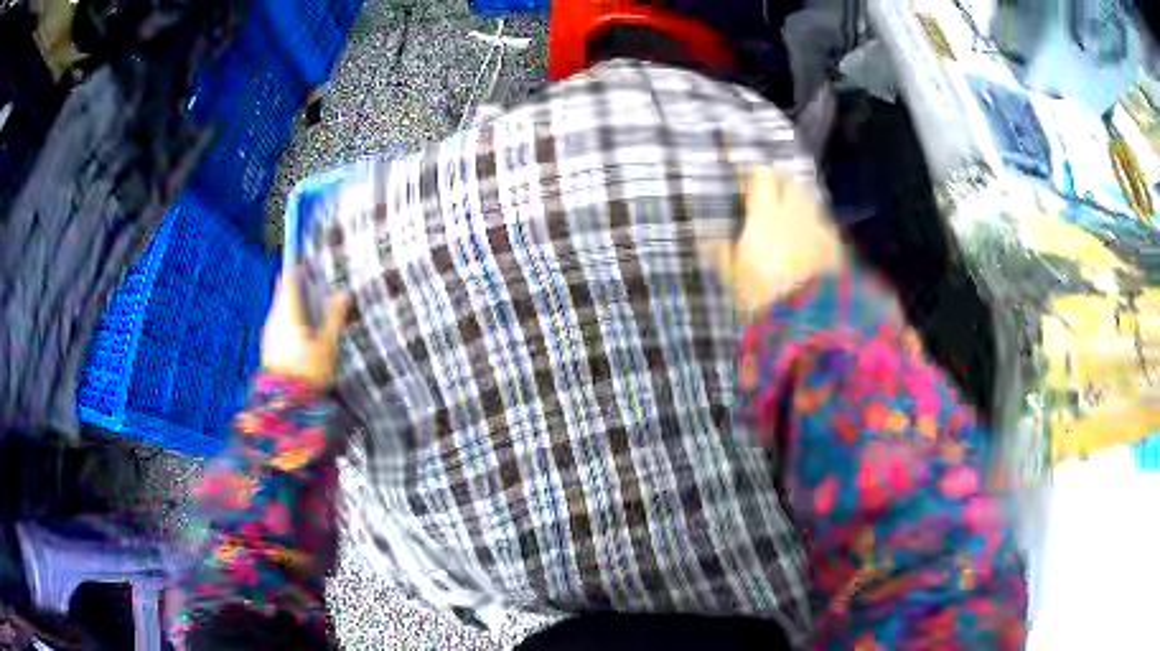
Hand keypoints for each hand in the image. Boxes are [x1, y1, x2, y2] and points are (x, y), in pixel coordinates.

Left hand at [260, 267, 352, 389]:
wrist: (286, 406)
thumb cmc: (308, 373)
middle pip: (282, 295)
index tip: (304, 263)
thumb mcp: (328, 345)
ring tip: (308, 311)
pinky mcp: (268, 349)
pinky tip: (299, 333)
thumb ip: (335, 317)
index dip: (295, 269)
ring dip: (291, 306)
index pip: (288, 281)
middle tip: (310, 287)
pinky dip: (287, 321)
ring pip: (279, 310)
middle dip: (294, 288)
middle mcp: (273, 319)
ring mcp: (268, 335)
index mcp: (287, 313)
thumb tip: (344, 293)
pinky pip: (277, 325)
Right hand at [706, 166, 842, 313]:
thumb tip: (710, 241)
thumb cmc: (764, 297)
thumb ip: (723, 255)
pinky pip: (826, 227)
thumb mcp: (734, 280)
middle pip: (792, 183)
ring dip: (802, 205)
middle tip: (772, 196)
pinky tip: (812, 241)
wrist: (809, 320)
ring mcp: (821, 228)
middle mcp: (796, 212)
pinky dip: (817, 228)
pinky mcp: (838, 247)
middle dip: (782, 185)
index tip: (746, 180)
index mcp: (766, 214)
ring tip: (793, 218)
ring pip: (812, 203)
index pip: (762, 176)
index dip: (754, 174)